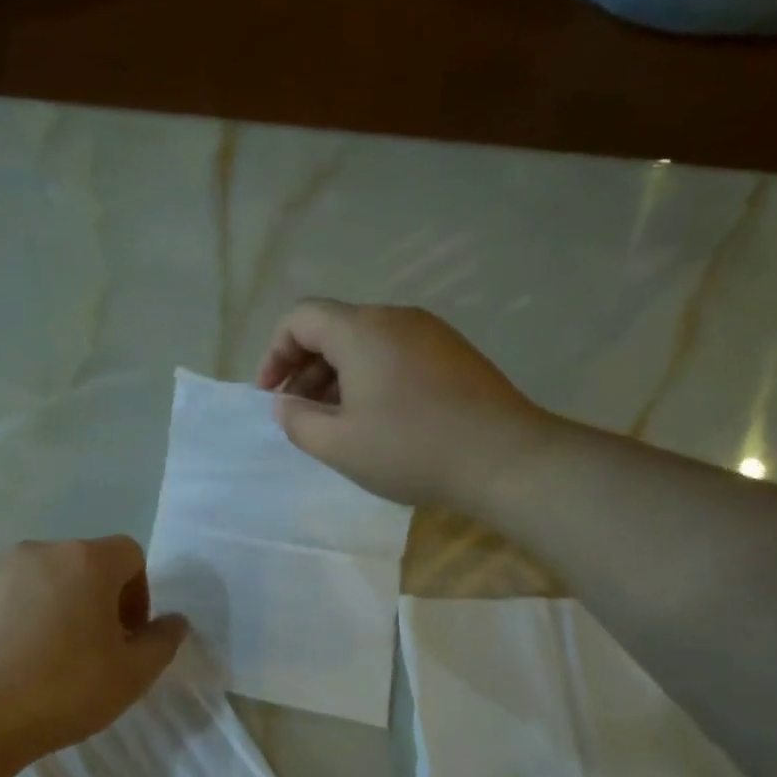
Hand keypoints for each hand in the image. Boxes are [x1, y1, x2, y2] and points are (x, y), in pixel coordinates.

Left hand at [0, 537, 188, 759]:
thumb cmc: (62, 691)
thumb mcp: (132, 676)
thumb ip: (162, 642)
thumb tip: (175, 621)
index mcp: (86, 560)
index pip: (128, 554)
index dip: (137, 592)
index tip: (126, 636)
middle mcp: (37, 551)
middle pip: (79, 564)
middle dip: (91, 599)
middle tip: (87, 650)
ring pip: (33, 580)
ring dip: (46, 606)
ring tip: (38, 659)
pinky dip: (3, 619)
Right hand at [256, 299, 556, 508]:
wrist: (505, 458)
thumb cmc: (411, 449)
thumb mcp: (338, 445)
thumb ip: (297, 421)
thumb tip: (285, 404)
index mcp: (362, 330)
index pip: (301, 317)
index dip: (275, 352)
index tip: (271, 393)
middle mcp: (395, 318)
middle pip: (333, 327)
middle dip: (304, 366)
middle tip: (297, 411)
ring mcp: (430, 333)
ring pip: (365, 341)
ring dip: (337, 374)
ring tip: (333, 419)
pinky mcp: (453, 353)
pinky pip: (395, 352)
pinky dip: (370, 376)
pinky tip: (375, 417)